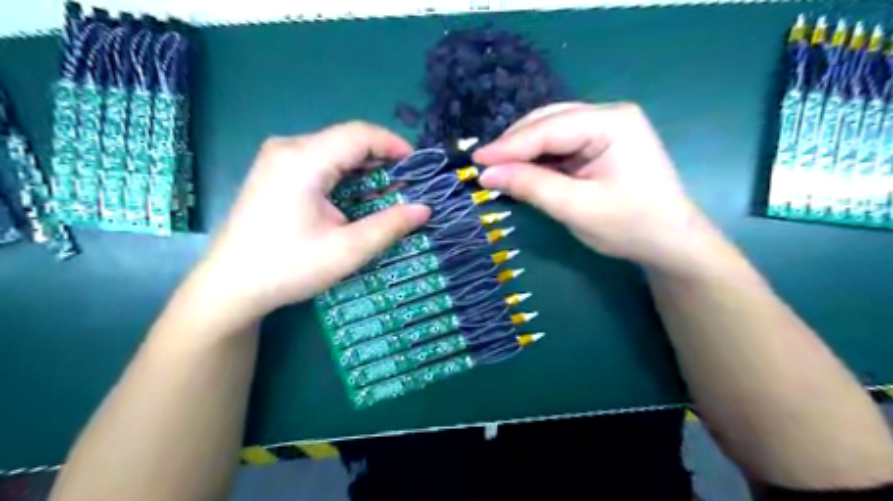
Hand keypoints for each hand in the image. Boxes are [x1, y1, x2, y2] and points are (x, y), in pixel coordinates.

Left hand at [190, 121, 429, 320]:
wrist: (231, 286)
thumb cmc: (289, 267)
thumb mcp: (347, 250)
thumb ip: (389, 225)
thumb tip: (424, 208)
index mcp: (304, 160)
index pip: (360, 134)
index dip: (394, 145)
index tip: (419, 167)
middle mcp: (288, 148)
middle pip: (347, 140)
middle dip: (382, 159)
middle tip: (408, 186)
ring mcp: (277, 158)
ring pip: (334, 150)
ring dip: (364, 168)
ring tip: (388, 193)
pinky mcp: (274, 172)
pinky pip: (319, 161)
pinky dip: (345, 175)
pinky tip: (357, 196)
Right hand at [478, 100, 720, 276]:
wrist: (670, 243)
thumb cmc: (630, 226)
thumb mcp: (577, 208)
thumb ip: (532, 186)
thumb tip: (487, 173)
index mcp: (612, 123)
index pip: (549, 128)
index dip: (509, 145)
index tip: (476, 160)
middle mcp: (608, 115)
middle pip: (549, 122)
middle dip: (515, 144)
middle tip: (484, 166)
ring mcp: (606, 129)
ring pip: (551, 132)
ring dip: (524, 151)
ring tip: (498, 169)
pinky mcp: (600, 145)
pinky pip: (560, 146)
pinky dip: (538, 159)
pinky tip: (522, 170)